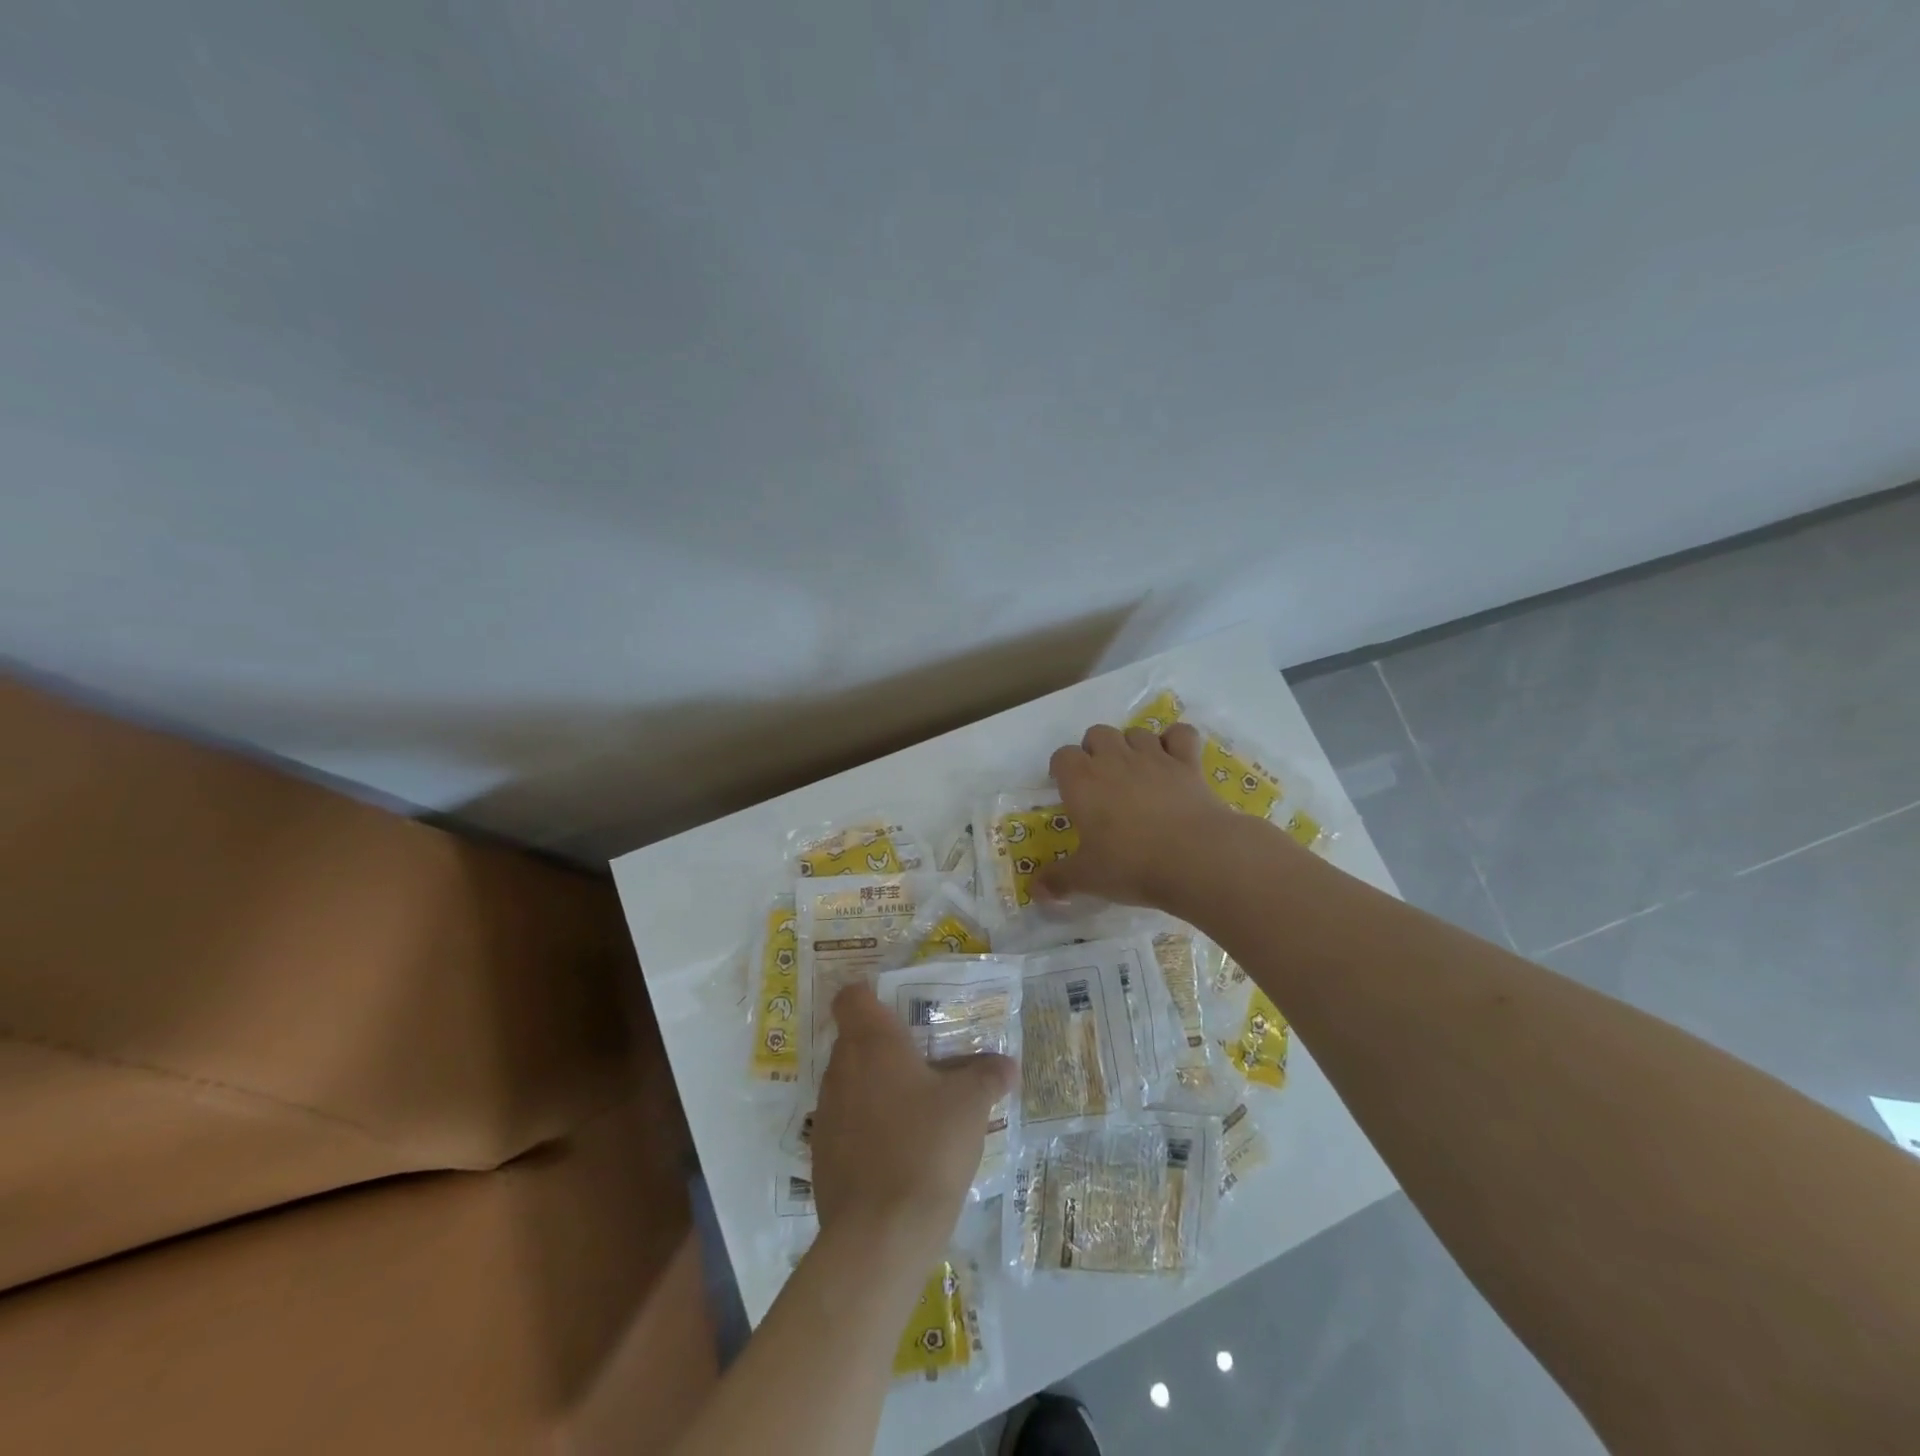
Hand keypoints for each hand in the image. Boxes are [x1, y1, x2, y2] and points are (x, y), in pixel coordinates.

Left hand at [812, 983, 1017, 1263]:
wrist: (879, 1236)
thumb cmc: (926, 1146)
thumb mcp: (970, 1105)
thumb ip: (987, 1076)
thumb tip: (1006, 1064)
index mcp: (871, 1042)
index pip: (852, 996)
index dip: (871, 995)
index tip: (898, 1008)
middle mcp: (841, 1069)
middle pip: (856, 1040)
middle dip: (888, 1047)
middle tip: (928, 1060)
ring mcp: (826, 1114)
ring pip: (853, 1083)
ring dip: (880, 1088)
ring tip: (921, 1109)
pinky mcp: (823, 1156)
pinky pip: (848, 1124)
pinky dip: (871, 1127)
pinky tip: (903, 1151)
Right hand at [1038, 721, 1239, 906]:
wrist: (1196, 858)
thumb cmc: (1131, 865)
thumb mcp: (1088, 879)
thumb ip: (1059, 880)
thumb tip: (1035, 891)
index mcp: (1082, 782)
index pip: (1062, 756)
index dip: (1062, 769)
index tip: (1067, 790)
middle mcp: (1114, 760)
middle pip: (1097, 733)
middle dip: (1095, 750)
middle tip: (1101, 781)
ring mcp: (1154, 757)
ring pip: (1136, 732)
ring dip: (1132, 746)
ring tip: (1136, 773)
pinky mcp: (1188, 763)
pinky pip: (1180, 734)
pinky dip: (1175, 741)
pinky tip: (1174, 758)